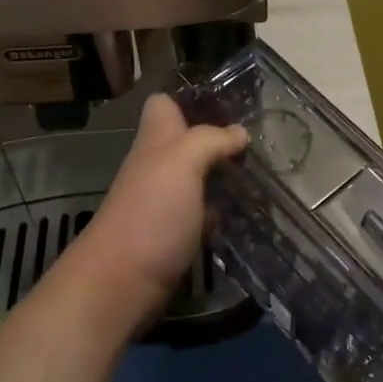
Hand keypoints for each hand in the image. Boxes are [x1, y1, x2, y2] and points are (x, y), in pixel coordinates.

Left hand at [52, 94, 248, 334]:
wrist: (120, 284)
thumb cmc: (150, 213)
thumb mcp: (181, 162)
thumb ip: (210, 140)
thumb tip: (240, 132)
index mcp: (155, 141)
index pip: (164, 104)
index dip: (190, 97)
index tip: (229, 99)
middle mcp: (157, 167)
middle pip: (185, 141)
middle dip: (218, 137)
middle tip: (259, 138)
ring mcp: (164, 203)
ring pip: (196, 177)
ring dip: (222, 174)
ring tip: (262, 171)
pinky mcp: (173, 236)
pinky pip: (201, 212)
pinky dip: (220, 210)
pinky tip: (245, 211)